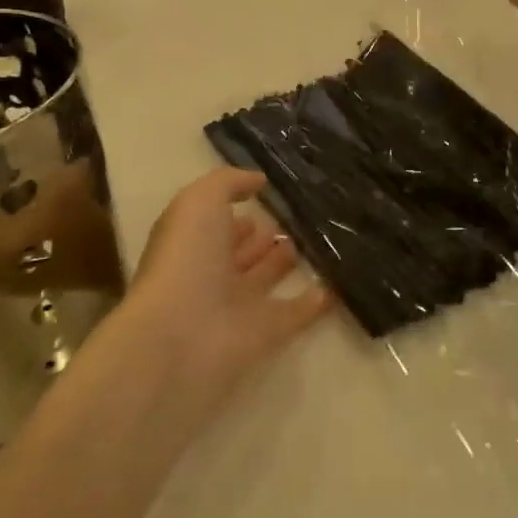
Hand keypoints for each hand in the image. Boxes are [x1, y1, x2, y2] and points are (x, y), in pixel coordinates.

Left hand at [121, 168, 331, 412]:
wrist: (180, 336)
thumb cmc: (186, 258)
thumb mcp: (200, 201)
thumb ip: (228, 183)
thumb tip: (258, 181)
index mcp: (193, 241)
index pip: (217, 222)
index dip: (236, 209)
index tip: (268, 193)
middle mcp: (213, 272)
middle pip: (242, 251)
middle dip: (264, 235)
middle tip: (299, 217)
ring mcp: (238, 305)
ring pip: (266, 277)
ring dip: (286, 262)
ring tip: (320, 239)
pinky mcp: (265, 334)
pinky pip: (294, 314)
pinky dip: (314, 302)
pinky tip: (337, 284)